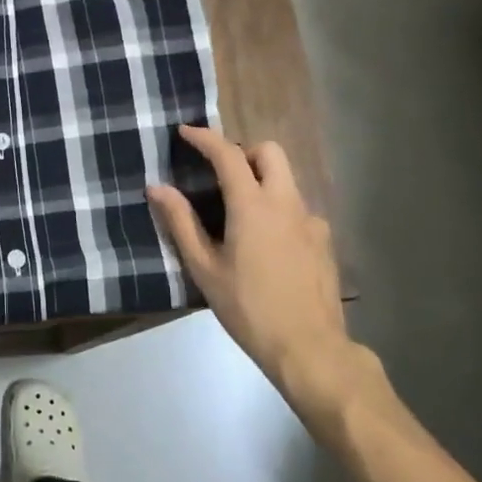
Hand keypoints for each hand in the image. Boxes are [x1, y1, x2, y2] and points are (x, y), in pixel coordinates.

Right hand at [148, 126, 377, 435]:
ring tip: (239, 214)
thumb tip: (156, 188)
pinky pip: (297, 209)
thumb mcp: (204, 268)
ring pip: (286, 179)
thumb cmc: (249, 309)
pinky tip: (267, 244)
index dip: (205, 137)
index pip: (228, 154)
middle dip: (243, 151)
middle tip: (220, 174)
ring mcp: (311, 221)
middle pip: (269, 152)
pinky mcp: (324, 242)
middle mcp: (286, 203)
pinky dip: (278, 209)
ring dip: (261, 180)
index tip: (185, 132)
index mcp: (253, 205)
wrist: (311, 350)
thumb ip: (180, 223)